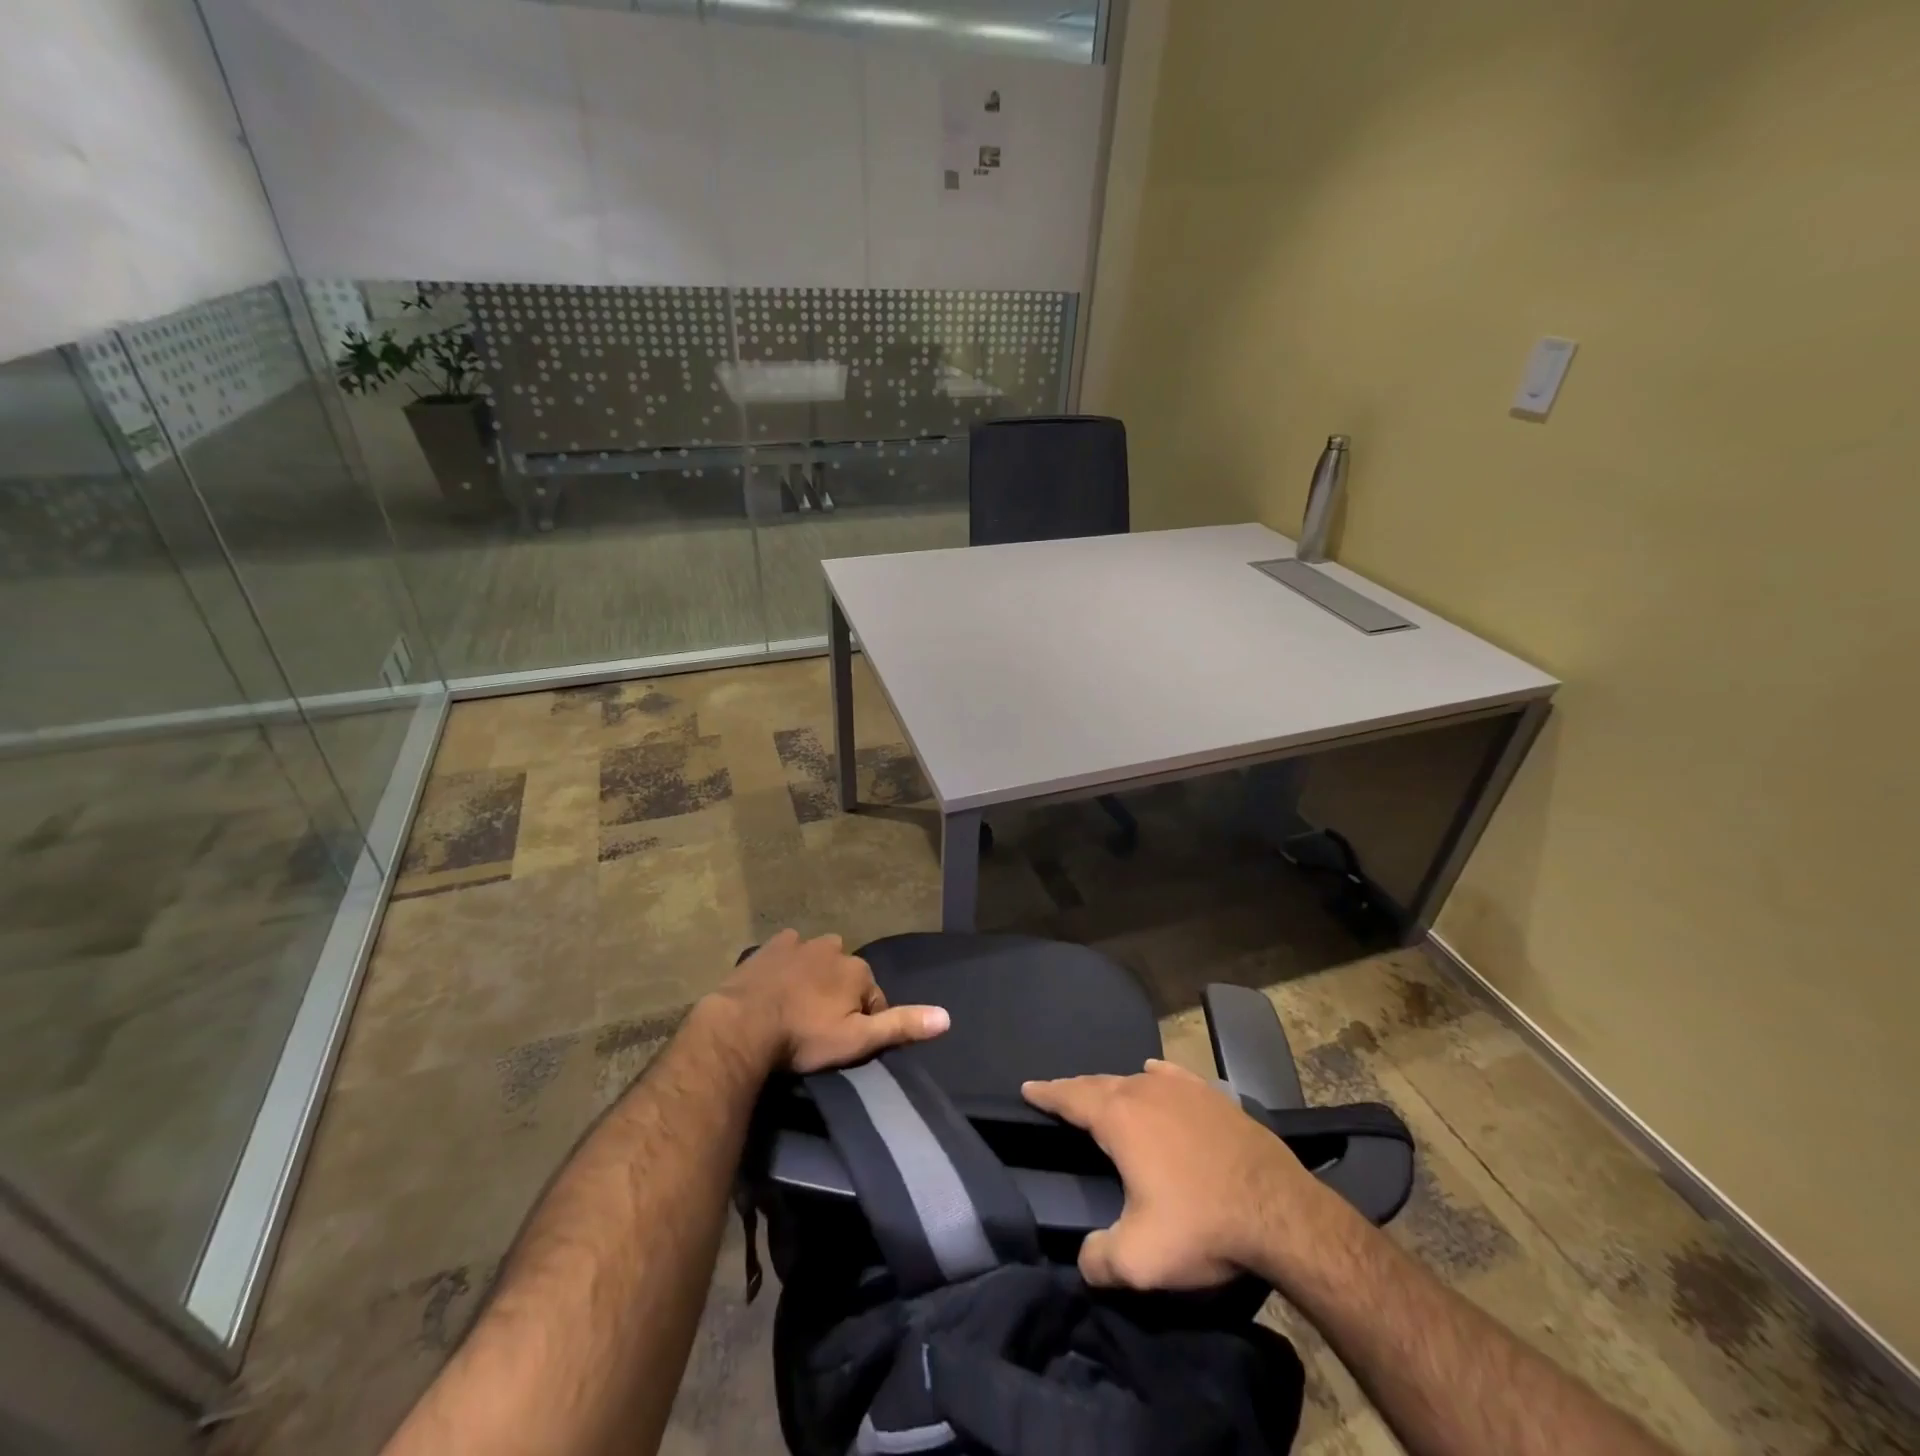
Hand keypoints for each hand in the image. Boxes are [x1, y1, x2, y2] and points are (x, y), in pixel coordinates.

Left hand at [712, 929, 949, 1073]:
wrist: (742, 1026)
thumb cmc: (804, 1037)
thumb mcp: (857, 1040)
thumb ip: (901, 1025)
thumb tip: (947, 1017)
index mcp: (858, 970)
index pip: (874, 998)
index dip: (864, 1022)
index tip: (845, 1044)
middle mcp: (834, 948)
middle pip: (847, 974)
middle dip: (840, 994)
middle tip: (820, 1028)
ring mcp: (800, 944)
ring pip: (819, 958)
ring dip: (815, 976)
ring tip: (798, 1007)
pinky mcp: (770, 947)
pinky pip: (787, 950)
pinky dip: (788, 963)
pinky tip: (777, 984)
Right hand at [1022, 1058, 1321, 1289]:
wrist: (1280, 1212)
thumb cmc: (1202, 1226)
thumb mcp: (1140, 1258)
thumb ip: (1098, 1260)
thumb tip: (1084, 1260)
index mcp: (1119, 1119)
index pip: (1071, 1097)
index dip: (1046, 1093)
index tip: (1027, 1088)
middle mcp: (1144, 1091)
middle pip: (1099, 1084)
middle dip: (1075, 1090)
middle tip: (1058, 1095)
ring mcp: (1181, 1089)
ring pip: (1134, 1079)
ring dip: (1112, 1087)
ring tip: (1102, 1095)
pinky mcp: (1212, 1095)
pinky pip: (1170, 1077)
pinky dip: (1153, 1076)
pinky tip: (1153, 1072)